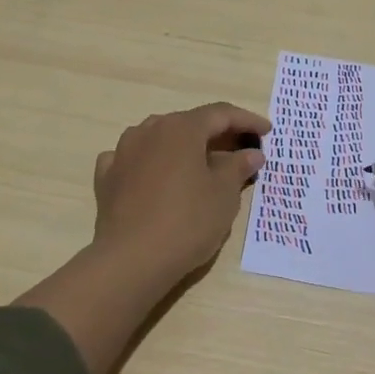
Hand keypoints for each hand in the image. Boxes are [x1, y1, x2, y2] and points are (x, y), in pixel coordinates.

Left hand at [89, 102, 269, 285]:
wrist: (132, 259)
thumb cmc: (188, 222)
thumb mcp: (224, 195)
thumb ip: (238, 167)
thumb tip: (251, 153)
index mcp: (182, 128)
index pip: (220, 114)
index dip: (247, 120)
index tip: (267, 131)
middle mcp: (150, 130)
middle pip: (189, 124)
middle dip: (216, 134)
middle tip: (239, 150)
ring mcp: (123, 152)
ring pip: (159, 138)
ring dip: (182, 147)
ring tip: (199, 164)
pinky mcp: (107, 177)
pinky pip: (133, 159)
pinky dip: (150, 163)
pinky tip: (155, 176)